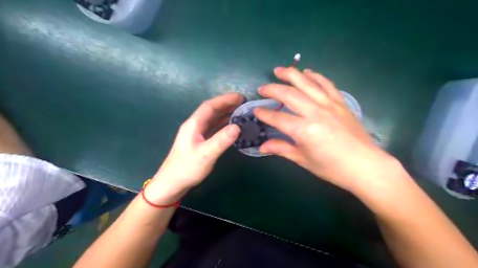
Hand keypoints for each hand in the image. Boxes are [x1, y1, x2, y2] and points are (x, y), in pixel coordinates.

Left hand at [146, 94, 242, 203]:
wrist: (172, 183)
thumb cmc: (187, 168)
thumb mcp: (206, 154)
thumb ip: (221, 140)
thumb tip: (237, 126)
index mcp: (193, 124)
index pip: (209, 106)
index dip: (225, 99)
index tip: (240, 97)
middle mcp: (194, 126)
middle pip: (211, 110)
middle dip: (226, 104)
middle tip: (243, 103)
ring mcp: (196, 134)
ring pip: (212, 119)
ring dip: (225, 114)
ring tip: (240, 112)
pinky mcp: (199, 141)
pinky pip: (213, 128)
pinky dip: (223, 124)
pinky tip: (231, 126)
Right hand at [254, 66, 395, 192]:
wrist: (365, 166)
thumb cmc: (332, 167)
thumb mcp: (303, 160)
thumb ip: (282, 149)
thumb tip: (262, 147)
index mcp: (303, 130)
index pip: (277, 118)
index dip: (264, 114)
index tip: (256, 111)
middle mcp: (315, 112)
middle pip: (289, 94)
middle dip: (272, 89)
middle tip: (262, 88)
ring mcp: (329, 104)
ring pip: (306, 83)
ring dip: (290, 74)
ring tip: (278, 70)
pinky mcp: (340, 102)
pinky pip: (326, 84)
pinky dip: (315, 76)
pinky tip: (306, 72)